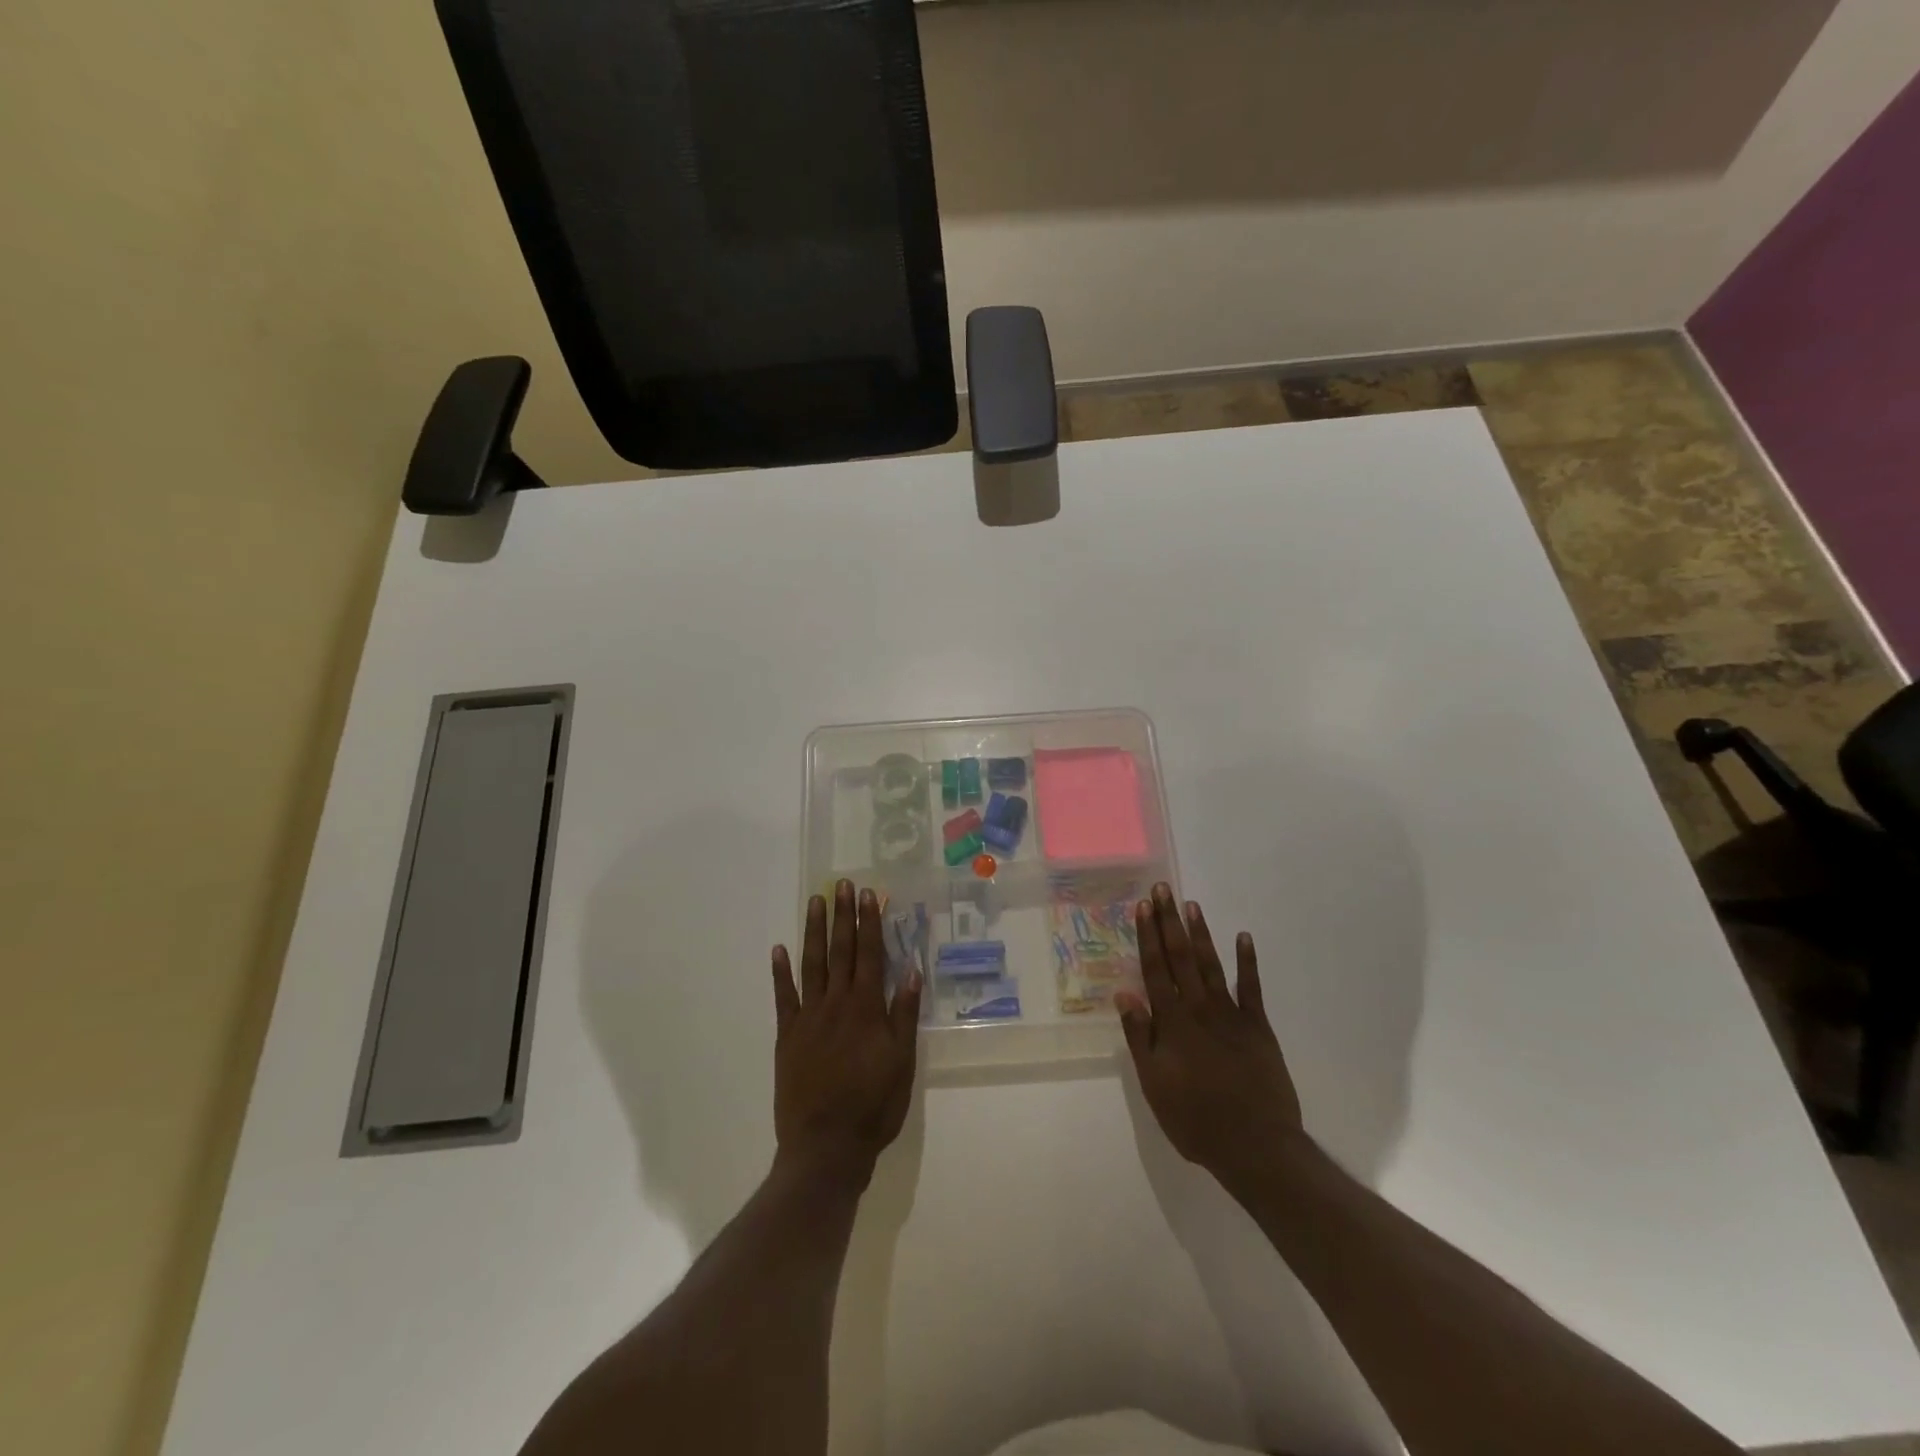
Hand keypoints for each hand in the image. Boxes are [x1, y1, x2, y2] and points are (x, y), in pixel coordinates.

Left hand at [771, 881, 921, 1184]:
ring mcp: (808, 1018)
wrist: (825, 1147)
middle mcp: (837, 1003)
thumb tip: (911, 970)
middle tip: (841, 884)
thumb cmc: (873, 1106)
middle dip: (842, 916)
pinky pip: (783, 997)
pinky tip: (779, 950)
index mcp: (867, 1008)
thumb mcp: (902, 1062)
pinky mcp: (787, 1036)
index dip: (870, 923)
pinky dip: (781, 972)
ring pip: (812, 964)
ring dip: (813, 931)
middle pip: (840, 951)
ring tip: (815, 902)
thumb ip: (904, 1014)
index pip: (870, 954)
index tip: (868, 894)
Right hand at [1116, 884, 1304, 1194]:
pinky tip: (1243, 937)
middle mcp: (1199, 1008)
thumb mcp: (1154, 1084)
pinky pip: (1251, 987)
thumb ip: (1140, 1036)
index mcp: (1172, 1022)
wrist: (1256, 1145)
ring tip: (1191, 905)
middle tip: (1163, 889)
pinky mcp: (1258, 1026)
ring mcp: (1231, 1014)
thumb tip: (1123, 992)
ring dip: (1200, 933)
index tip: (1142, 907)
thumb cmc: (1195, 1119)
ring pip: (1211, 964)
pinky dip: (1247, 961)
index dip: (1147, 936)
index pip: (1155, 969)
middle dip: (1169, 921)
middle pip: (1180, 957)